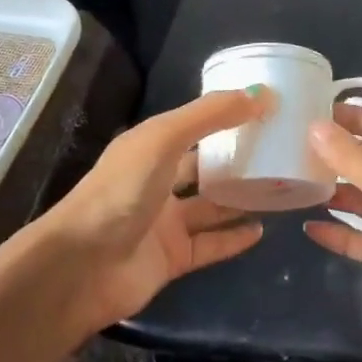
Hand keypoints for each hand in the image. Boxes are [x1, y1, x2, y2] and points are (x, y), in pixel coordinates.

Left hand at [32, 89, 267, 333]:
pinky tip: (262, 230)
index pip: (194, 125)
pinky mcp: (172, 258)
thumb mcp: (164, 139)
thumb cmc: (120, 191)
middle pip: (203, 165)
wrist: (80, 267)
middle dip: (236, 158)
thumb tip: (262, 94)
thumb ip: (211, 115)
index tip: (267, 108)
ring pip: (210, 206)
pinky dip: (234, 238)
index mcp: (149, 147)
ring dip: (240, 198)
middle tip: (281, 150)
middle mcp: (157, 181)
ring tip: (280, 187)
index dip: (226, 115)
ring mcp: (164, 222)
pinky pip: (210, 244)